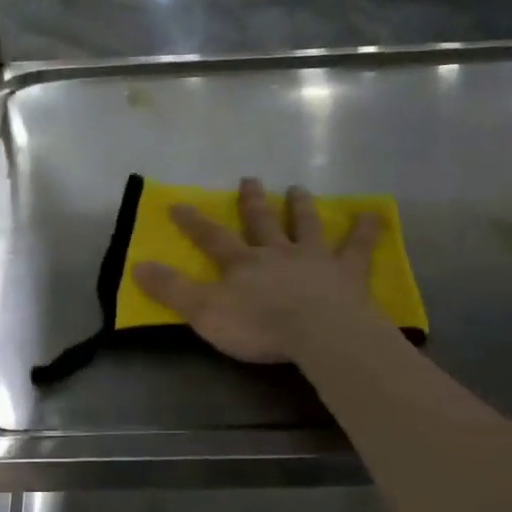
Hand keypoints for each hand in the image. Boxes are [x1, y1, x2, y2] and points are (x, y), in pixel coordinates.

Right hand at [132, 177, 383, 364]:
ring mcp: (314, 259)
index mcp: (242, 264)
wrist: (319, 333)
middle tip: (250, 179)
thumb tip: (137, 266)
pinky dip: (366, 230)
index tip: (178, 204)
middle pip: (262, 222)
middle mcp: (276, 253)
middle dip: (252, 202)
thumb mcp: (204, 312)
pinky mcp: (347, 273)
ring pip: (305, 226)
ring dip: (301, 207)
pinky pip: (358, 247)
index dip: (193, 222)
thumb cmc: (259, 326)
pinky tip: (375, 214)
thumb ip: (172, 290)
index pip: (211, 238)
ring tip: (299, 188)